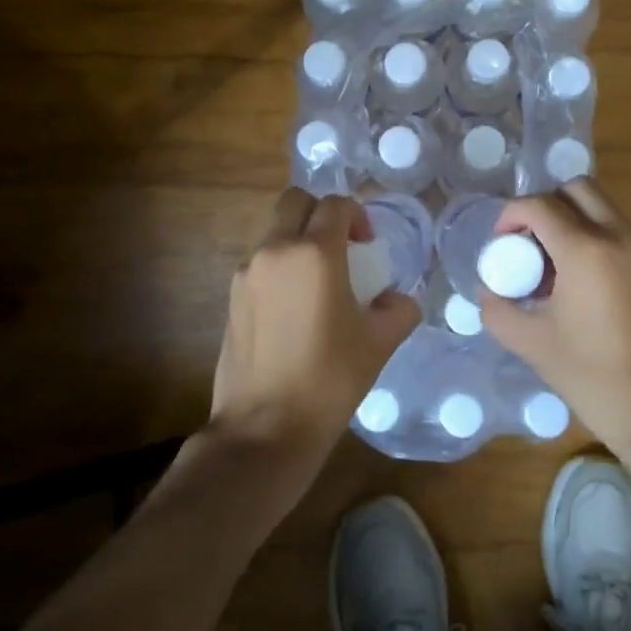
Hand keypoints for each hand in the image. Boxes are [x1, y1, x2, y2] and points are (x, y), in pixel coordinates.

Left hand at [208, 189, 420, 473]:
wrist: (264, 429)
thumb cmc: (328, 382)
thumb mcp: (378, 344)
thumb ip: (398, 310)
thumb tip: (399, 299)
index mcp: (314, 253)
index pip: (336, 205)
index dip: (357, 215)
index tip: (369, 244)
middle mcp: (275, 250)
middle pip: (296, 201)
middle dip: (321, 213)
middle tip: (341, 247)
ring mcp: (247, 272)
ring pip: (274, 230)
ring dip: (298, 239)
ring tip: (318, 282)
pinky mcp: (231, 296)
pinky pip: (260, 261)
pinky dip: (280, 265)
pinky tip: (294, 307)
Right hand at [479, 179, 630, 457]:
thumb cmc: (596, 380)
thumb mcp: (533, 345)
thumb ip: (498, 309)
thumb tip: (488, 289)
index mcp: (587, 250)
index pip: (540, 205)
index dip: (511, 215)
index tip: (500, 243)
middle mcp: (621, 237)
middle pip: (577, 189)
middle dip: (545, 206)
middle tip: (529, 243)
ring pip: (602, 209)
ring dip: (572, 222)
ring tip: (554, 269)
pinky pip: (620, 233)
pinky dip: (595, 240)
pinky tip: (582, 286)